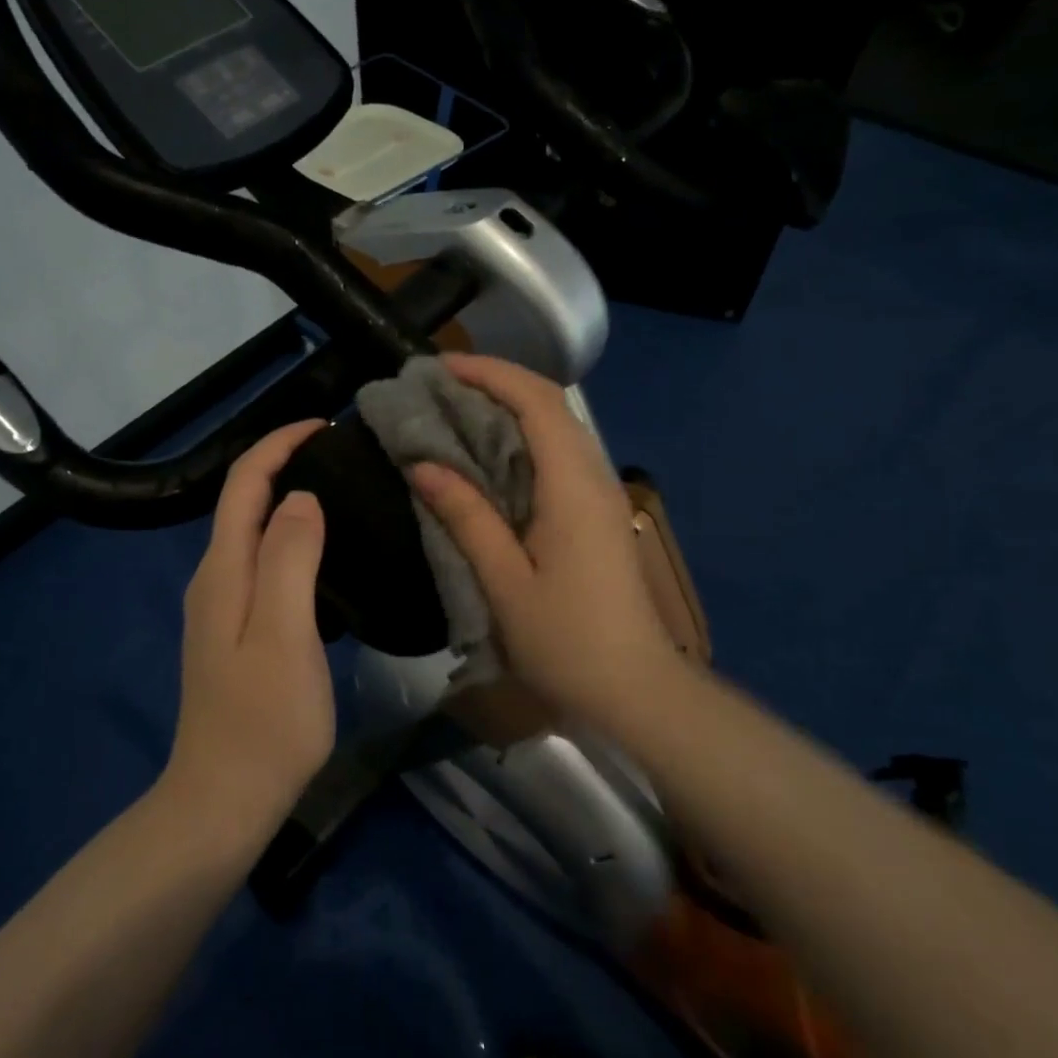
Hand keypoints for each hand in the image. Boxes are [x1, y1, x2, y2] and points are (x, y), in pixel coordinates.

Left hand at [164, 420, 334, 844]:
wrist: (224, 801)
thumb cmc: (264, 720)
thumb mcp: (284, 632)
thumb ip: (289, 557)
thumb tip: (301, 497)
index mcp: (224, 569)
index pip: (245, 484)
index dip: (279, 444)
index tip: (326, 427)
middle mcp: (216, 578)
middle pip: (245, 502)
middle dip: (286, 465)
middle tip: (346, 458)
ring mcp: (223, 608)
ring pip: (255, 534)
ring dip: (291, 503)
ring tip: (344, 495)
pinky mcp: (237, 633)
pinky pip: (265, 566)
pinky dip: (294, 542)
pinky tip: (328, 557)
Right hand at [411, 354, 680, 723]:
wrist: (634, 690)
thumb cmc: (567, 640)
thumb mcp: (504, 580)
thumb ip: (466, 516)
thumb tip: (423, 465)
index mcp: (572, 485)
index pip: (537, 401)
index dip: (489, 373)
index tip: (439, 367)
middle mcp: (593, 476)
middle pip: (550, 405)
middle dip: (496, 384)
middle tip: (438, 388)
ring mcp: (601, 495)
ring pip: (556, 429)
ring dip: (509, 410)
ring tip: (454, 414)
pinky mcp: (598, 515)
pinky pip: (558, 456)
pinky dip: (521, 441)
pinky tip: (487, 459)